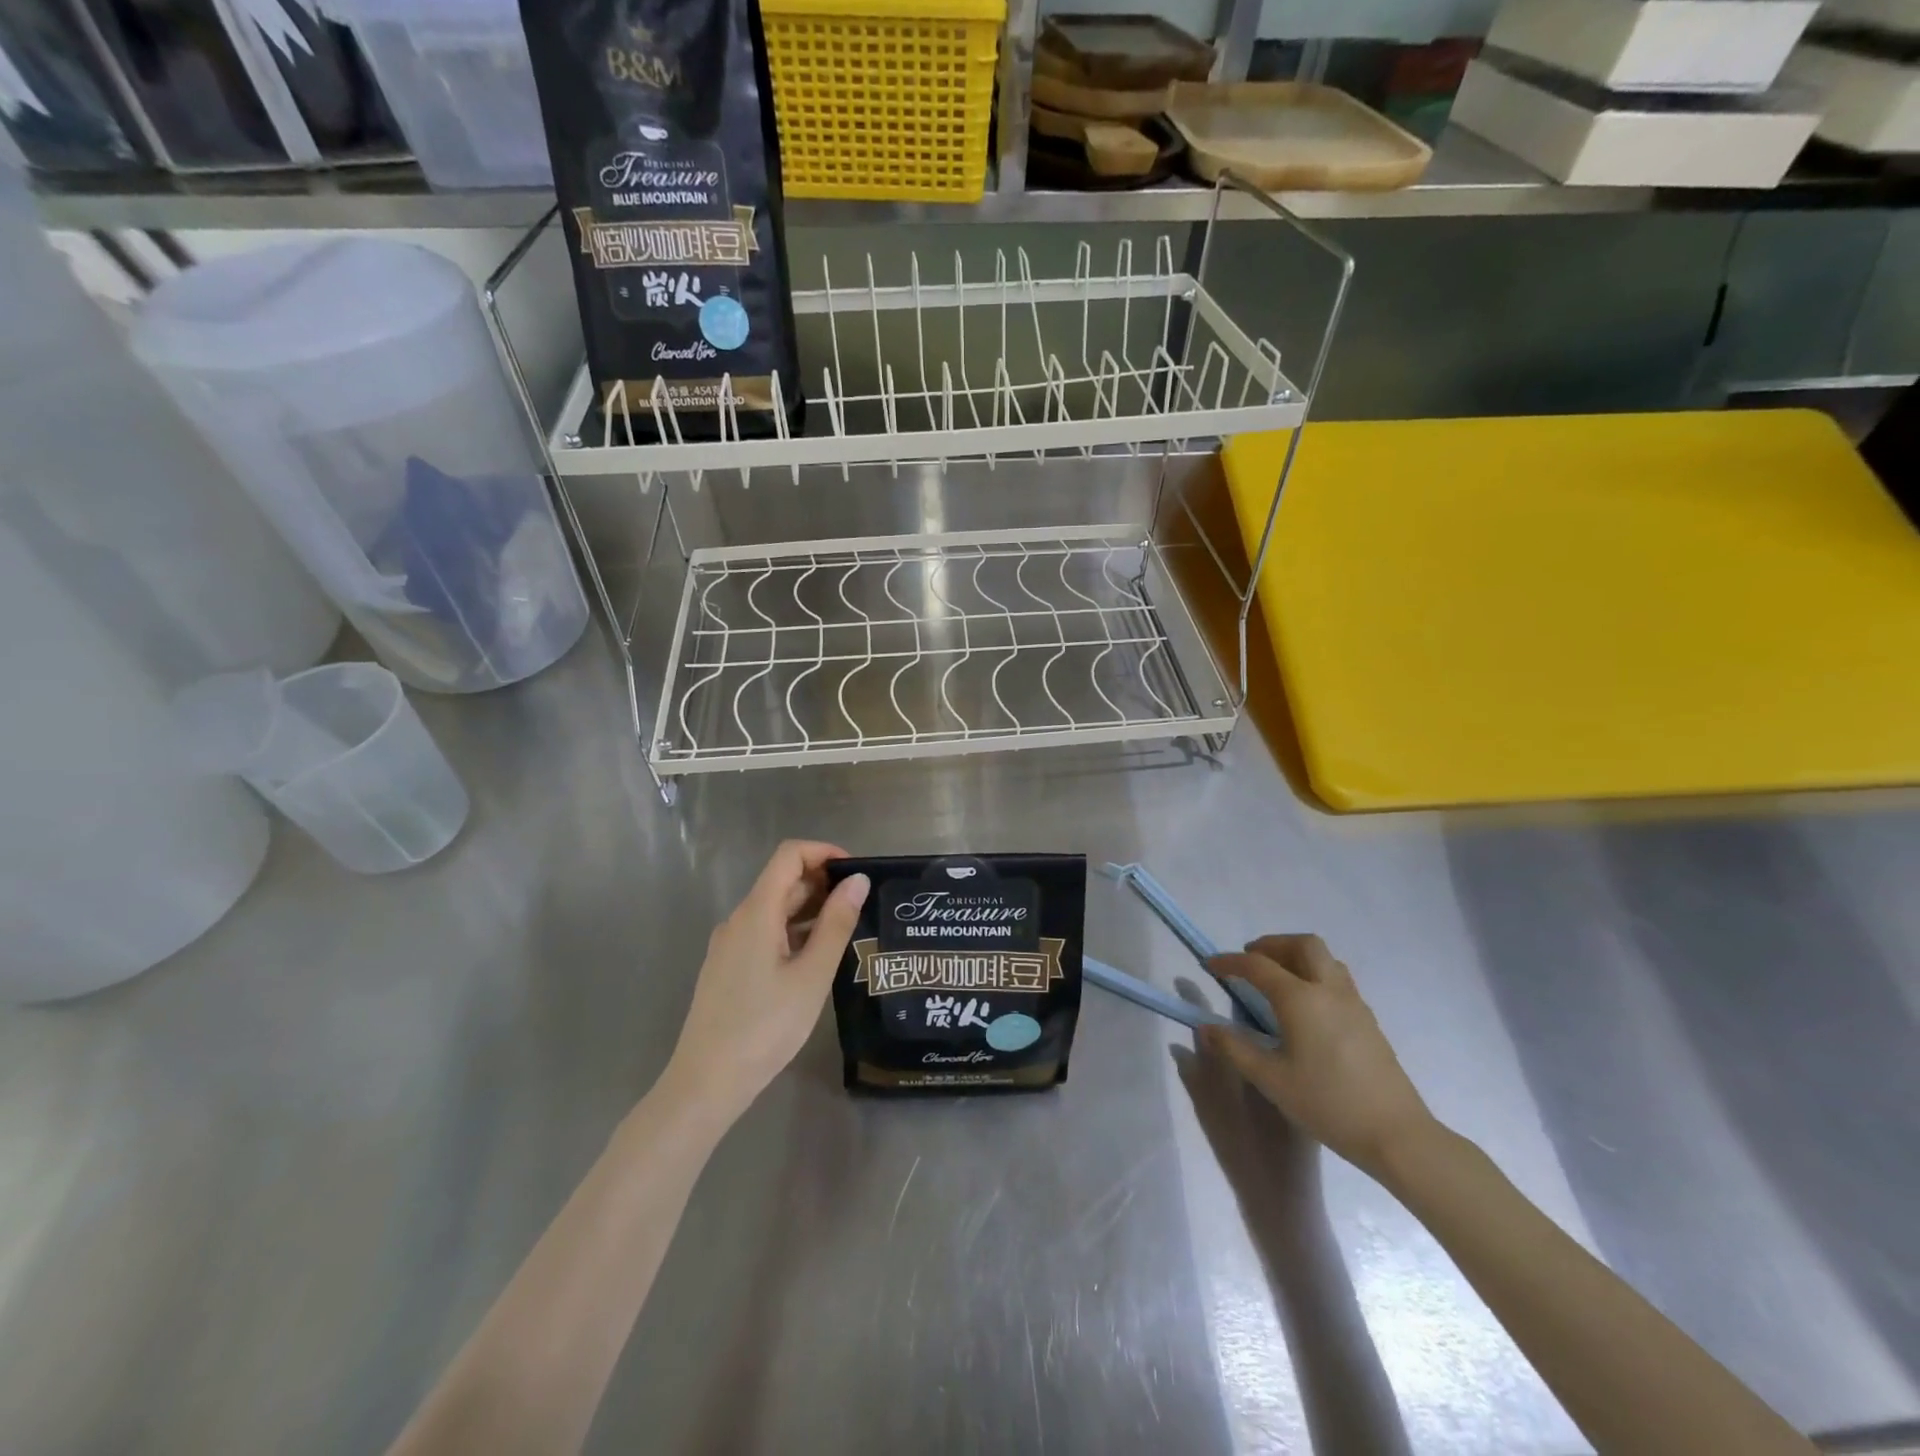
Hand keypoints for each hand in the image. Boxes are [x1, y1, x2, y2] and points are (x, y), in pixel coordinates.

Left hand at [664, 841, 869, 1122]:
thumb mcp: (812, 975)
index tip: (856, 873)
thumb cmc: (766, 1027)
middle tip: (861, 906)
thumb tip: (858, 881)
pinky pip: (764, 932)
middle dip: (822, 882)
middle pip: (782, 880)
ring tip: (846, 931)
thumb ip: (836, 924)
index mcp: (756, 912)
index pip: (789, 855)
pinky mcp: (728, 967)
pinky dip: (793, 931)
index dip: (824, 852)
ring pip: (774, 909)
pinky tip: (815, 957)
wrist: (707, 1082)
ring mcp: (729, 944)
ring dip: (810, 908)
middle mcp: (738, 919)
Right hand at [1202, 935, 1435, 1180]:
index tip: (1210, 964)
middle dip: (1272, 944)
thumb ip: (1235, 1048)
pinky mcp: (1368, 1019)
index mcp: (1300, 999)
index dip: (1230, 961)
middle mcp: (1328, 990)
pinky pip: (1338, 978)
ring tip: (1278, 976)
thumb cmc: (1327, 1103)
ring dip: (1297, 955)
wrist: (1396, 1134)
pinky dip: (1315, 973)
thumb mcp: (1271, 1079)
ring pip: (1325, 958)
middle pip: (1301, 945)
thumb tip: (1207, 1027)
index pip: (1258, 965)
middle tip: (1250, 959)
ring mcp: (1353, 1003)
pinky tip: (1307, 1003)